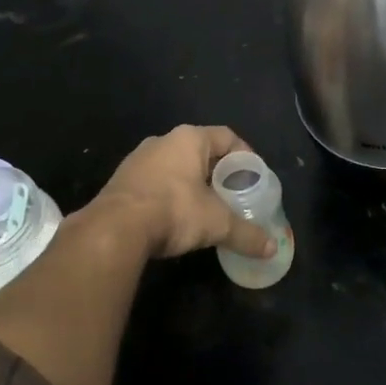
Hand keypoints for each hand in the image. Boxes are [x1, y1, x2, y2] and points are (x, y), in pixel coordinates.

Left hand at [89, 125, 276, 260]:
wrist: (114, 228)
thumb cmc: (173, 210)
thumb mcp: (216, 223)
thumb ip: (245, 233)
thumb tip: (271, 248)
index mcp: (189, 138)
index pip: (226, 136)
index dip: (244, 154)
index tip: (253, 176)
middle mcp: (163, 140)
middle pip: (200, 150)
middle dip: (218, 171)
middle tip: (233, 194)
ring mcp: (139, 158)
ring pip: (175, 165)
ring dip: (192, 182)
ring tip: (206, 207)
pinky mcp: (122, 180)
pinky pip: (155, 180)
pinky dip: (169, 193)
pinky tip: (175, 216)